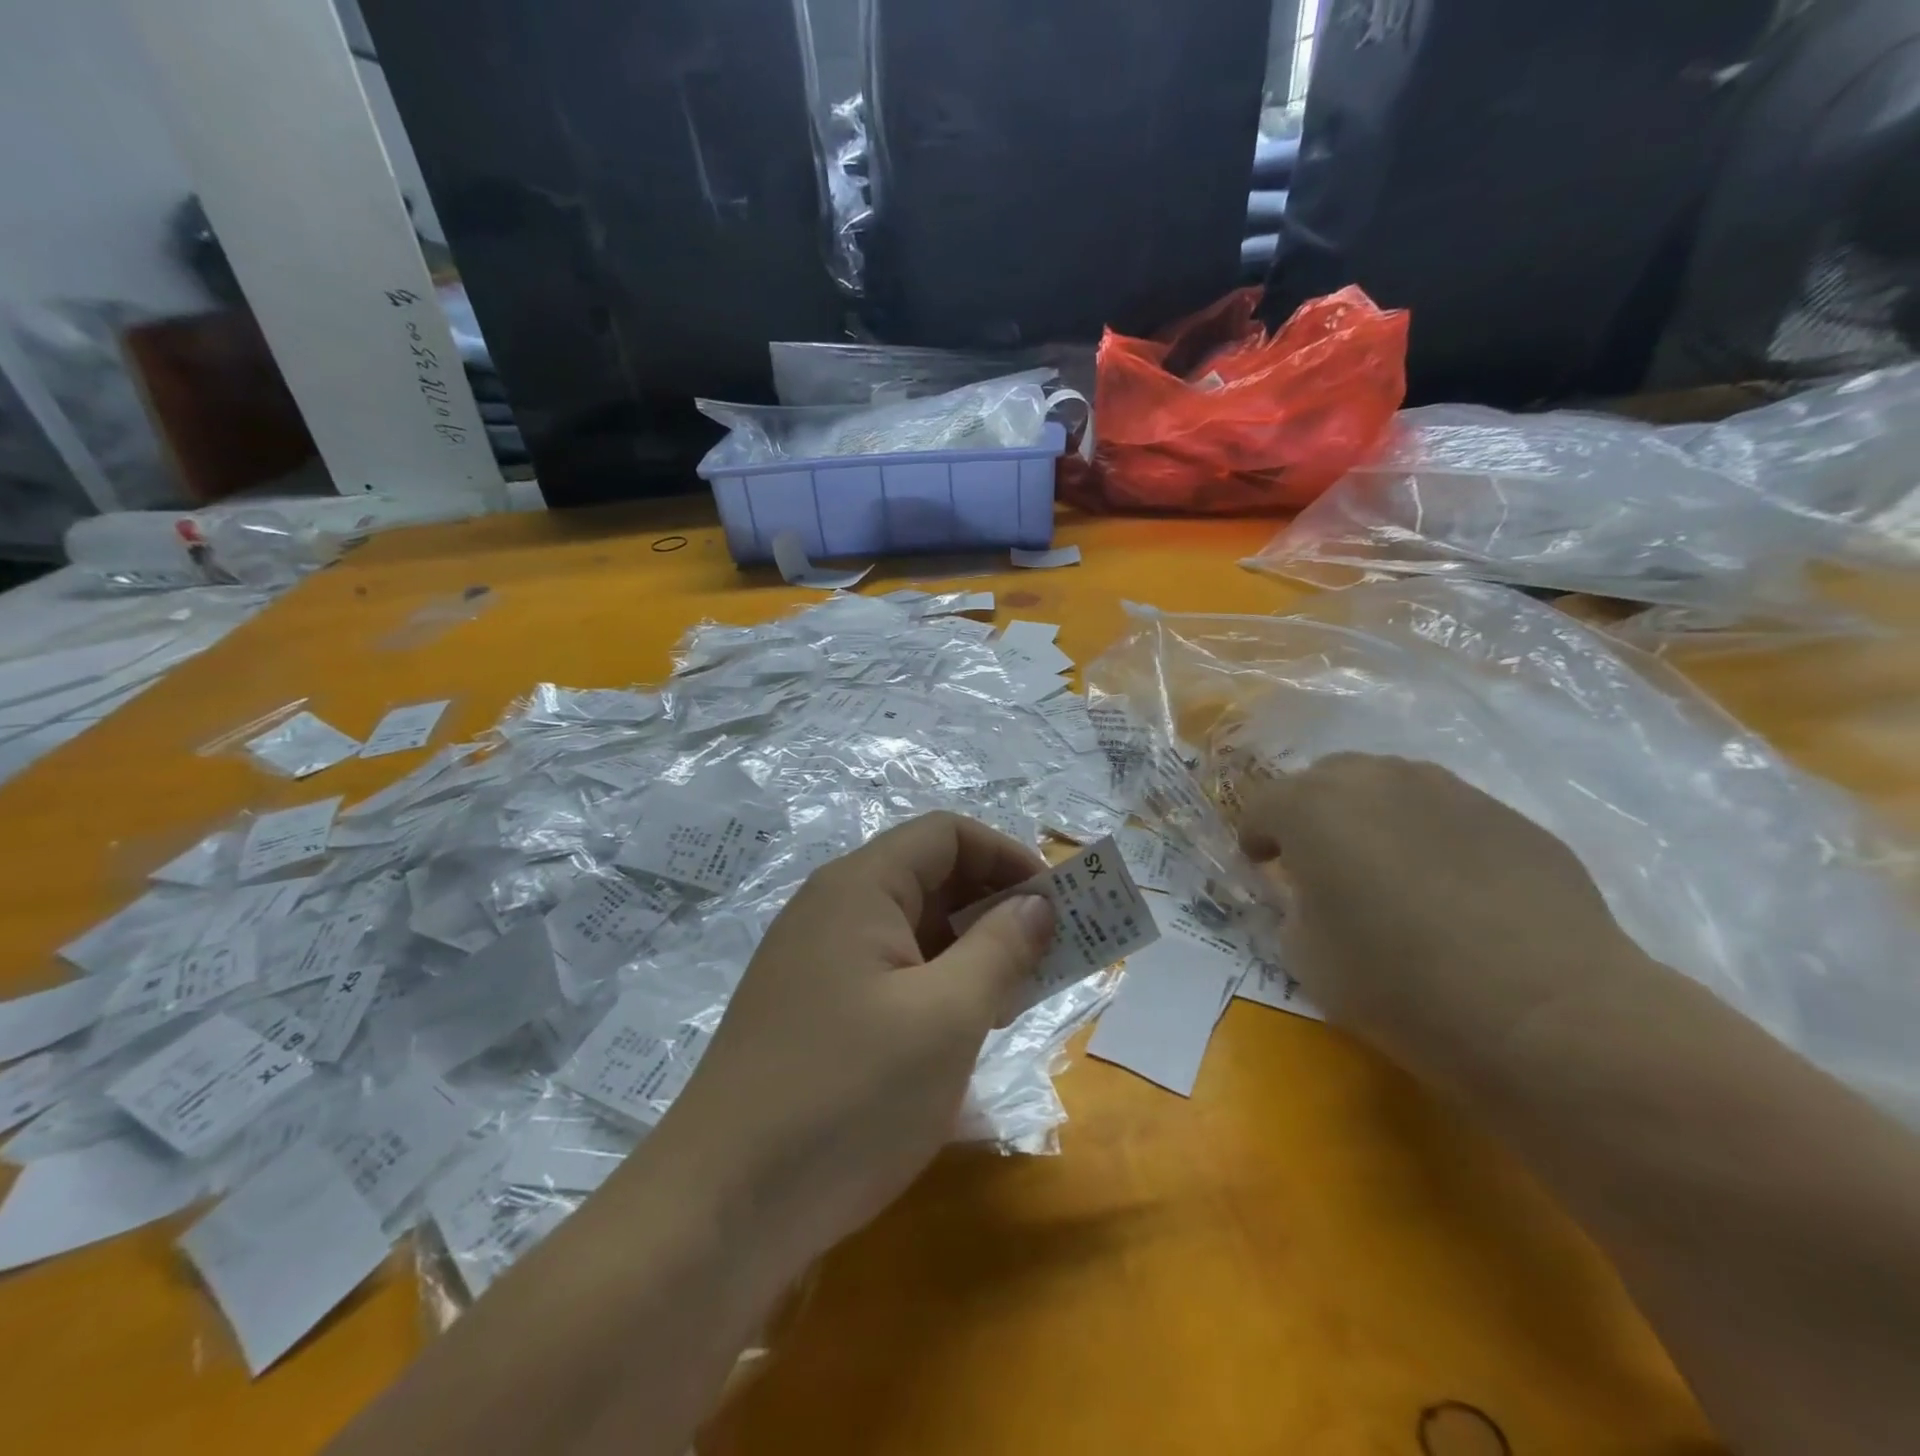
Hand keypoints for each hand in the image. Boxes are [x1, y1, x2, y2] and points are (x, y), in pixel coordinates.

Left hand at [649, 812, 1055, 1275]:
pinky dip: (934, 986)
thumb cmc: (847, 1097)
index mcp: (859, 887)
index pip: (947, 834)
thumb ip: (1001, 948)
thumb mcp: (947, 1018)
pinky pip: (888, 972)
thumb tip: (1037, 903)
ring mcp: (816, 960)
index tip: (1055, 906)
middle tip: (1046, 959)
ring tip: (1012, 1001)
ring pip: (911, 929)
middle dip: (995, 908)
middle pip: (929, 877)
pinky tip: (959, 1034)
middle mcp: (832, 908)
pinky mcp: (811, 1008)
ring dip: (969, 952)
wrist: (720, 1209)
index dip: (1007, 856)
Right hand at [1238, 754, 1641, 1088]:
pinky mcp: (1508, 816)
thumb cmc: (1400, 984)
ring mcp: (1449, 790)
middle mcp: (1376, 780)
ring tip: (1384, 866)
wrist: (1547, 1011)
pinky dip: (1428, 834)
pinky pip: (1445, 812)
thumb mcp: (1307, 956)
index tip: (1261, 867)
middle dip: (1310, 812)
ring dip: (1370, 815)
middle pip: (1324, 778)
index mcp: (1312, 808)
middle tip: (1318, 861)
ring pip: (1388, 784)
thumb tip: (1314, 895)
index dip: (1255, 837)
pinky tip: (1449, 886)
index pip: (1262, 805)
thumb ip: (1295, 908)